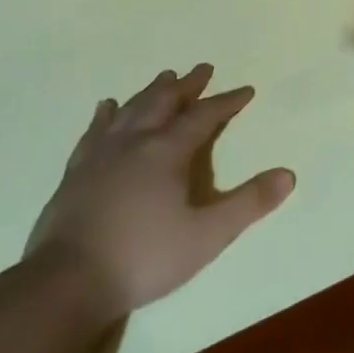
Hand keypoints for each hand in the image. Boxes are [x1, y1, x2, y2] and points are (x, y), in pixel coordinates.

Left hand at [21, 65, 294, 328]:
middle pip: (164, 102)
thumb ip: (248, 204)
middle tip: (202, 68)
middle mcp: (134, 143)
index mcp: (167, 152)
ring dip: (151, 91)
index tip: (245, 90)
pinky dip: (104, 115)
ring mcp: (100, 156)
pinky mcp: (75, 173)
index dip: (226, 102)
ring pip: (130, 110)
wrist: (66, 284)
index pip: (204, 117)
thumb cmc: (143, 258)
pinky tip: (106, 107)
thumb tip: (288, 174)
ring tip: (164, 76)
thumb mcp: (206, 237)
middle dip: (187, 85)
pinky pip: (93, 132)